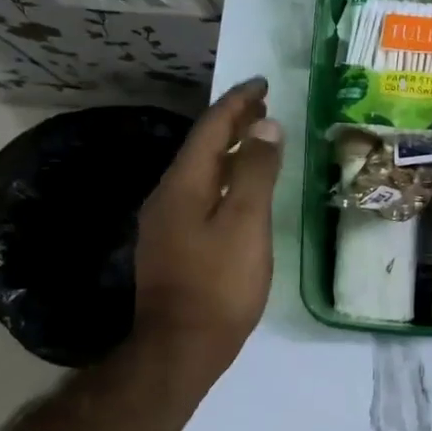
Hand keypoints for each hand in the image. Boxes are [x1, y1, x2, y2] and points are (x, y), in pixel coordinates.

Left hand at [127, 77, 283, 372]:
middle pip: (201, 146)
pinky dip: (223, 177)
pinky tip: (238, 188)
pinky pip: (199, 193)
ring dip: (228, 150)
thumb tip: (265, 126)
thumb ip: (256, 172)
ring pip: (200, 171)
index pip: (211, 129)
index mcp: (183, 185)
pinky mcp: (172, 244)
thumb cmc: (220, 284)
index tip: (262, 83)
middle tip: (262, 105)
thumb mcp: (246, 224)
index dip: (237, 103)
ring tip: (257, 139)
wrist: (180, 348)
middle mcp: (167, 196)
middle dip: (232, 122)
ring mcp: (166, 222)